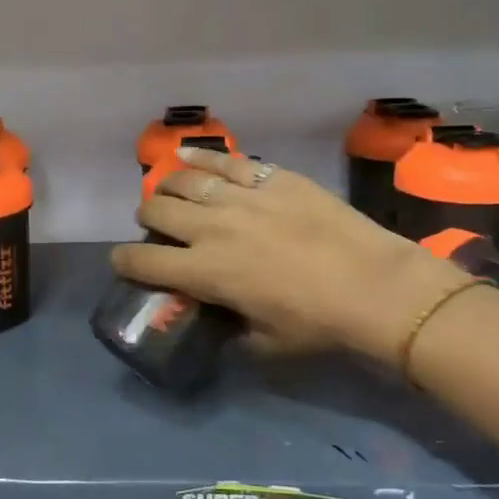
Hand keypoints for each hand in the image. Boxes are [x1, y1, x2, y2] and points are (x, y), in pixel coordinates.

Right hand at [110, 148, 467, 361]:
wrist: (375, 286)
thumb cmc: (318, 323)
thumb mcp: (263, 344)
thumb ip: (230, 332)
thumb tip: (220, 324)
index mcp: (204, 272)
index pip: (142, 261)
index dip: (124, 261)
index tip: (124, 262)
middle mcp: (211, 228)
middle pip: (156, 210)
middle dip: (147, 219)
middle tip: (157, 227)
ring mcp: (241, 197)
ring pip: (183, 180)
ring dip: (167, 187)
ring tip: (171, 192)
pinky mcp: (270, 178)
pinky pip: (225, 160)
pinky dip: (201, 156)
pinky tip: (188, 155)